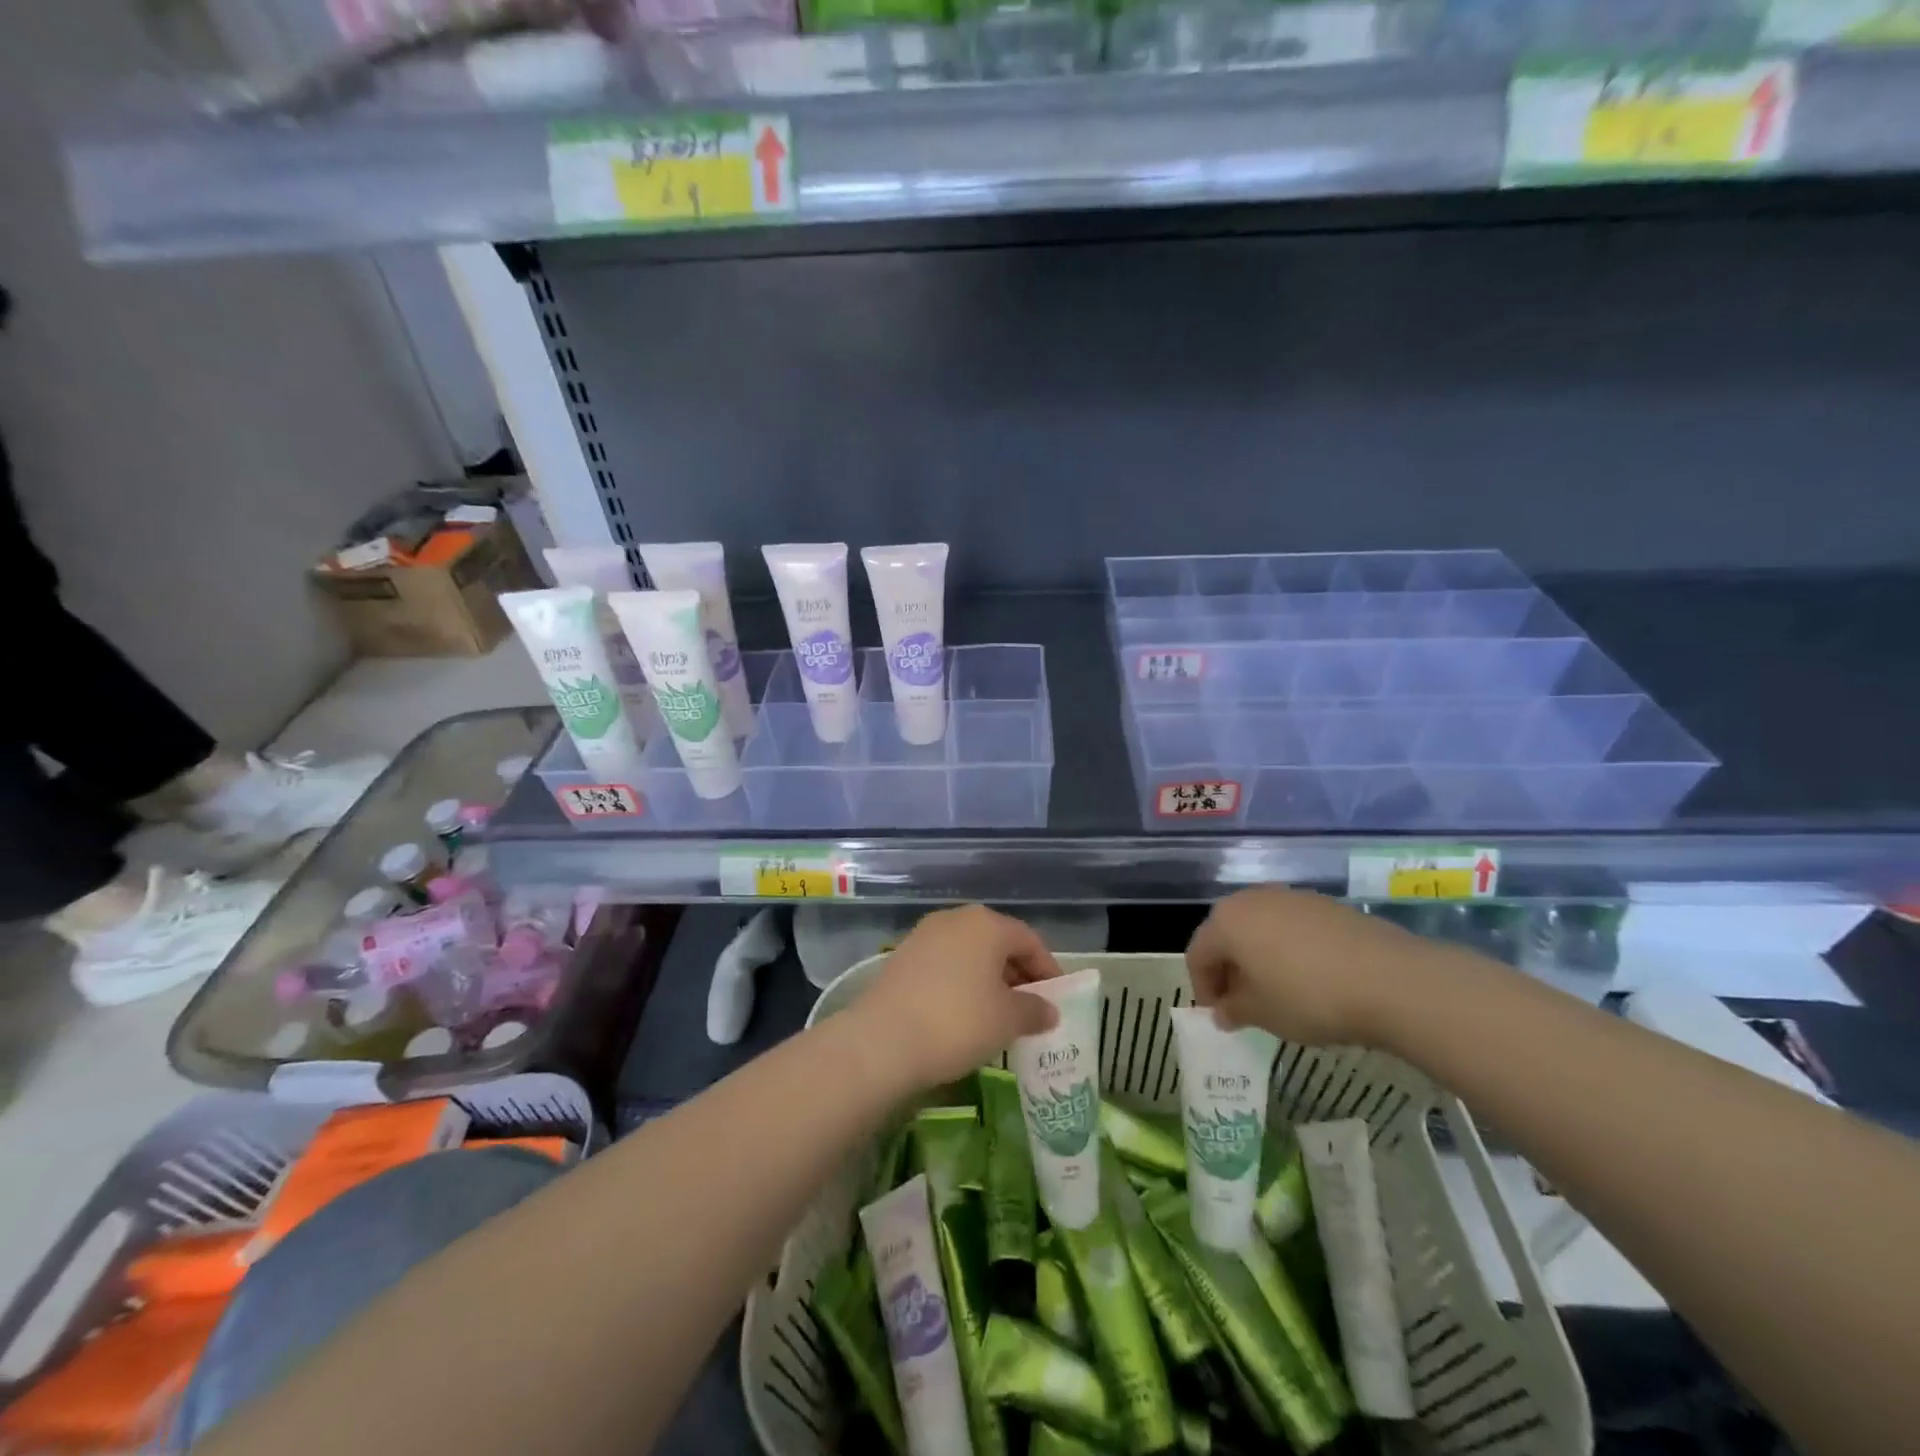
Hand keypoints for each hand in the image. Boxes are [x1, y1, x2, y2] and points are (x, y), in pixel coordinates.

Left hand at [849, 905, 1061, 1091]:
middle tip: (1030, 1008)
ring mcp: (924, 936)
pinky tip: (963, 1014)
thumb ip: (1033, 1010)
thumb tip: (1048, 1010)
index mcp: (986, 923)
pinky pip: (944, 965)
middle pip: (997, 942)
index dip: (1048, 969)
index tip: (1057, 999)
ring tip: (998, 1015)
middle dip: (1017, 974)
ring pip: (969, 953)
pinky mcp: (902, 957)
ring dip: (988, 979)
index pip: (1029, 940)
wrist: (883, 1040)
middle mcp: (955, 919)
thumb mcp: (1007, 1020)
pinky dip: (961, 983)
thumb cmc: (958, 1021)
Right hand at [1187, 886, 1426, 1045]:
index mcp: (1226, 921)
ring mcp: (1291, 897)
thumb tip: (1222, 1012)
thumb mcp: (1263, 1014)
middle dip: (1230, 969)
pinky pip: (1292, 927)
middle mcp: (1252, 899)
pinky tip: (1310, 979)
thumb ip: (1234, 1010)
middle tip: (1242, 1004)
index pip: (1198, 954)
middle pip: (1227, 934)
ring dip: (1259, 958)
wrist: (1389, 979)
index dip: (1203, 988)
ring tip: (1277, 992)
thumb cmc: (1309, 997)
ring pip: (1261, 928)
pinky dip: (1289, 950)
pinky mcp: (1325, 905)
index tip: (1220, 1017)